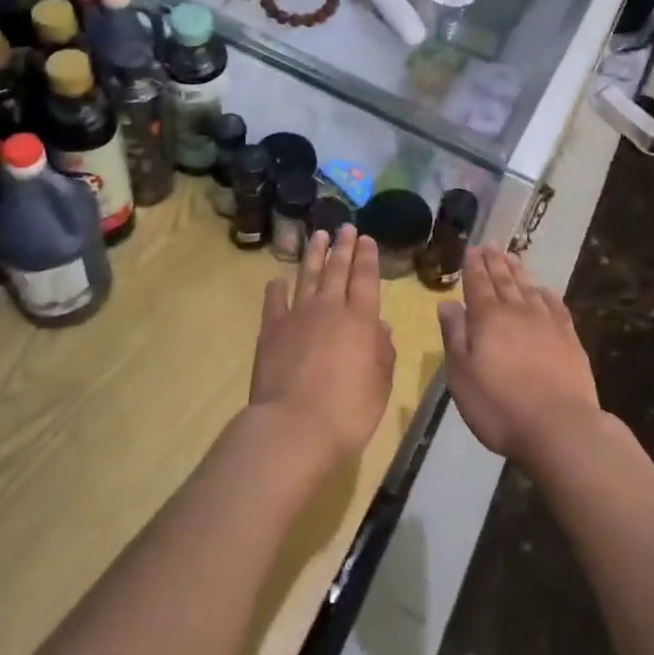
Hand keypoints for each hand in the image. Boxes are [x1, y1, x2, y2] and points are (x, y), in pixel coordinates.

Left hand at [250, 226, 396, 465]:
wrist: (294, 426)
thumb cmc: (348, 411)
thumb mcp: (380, 385)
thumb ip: (383, 352)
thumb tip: (382, 328)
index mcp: (360, 319)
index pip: (365, 278)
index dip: (367, 257)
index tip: (366, 238)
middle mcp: (329, 308)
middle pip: (337, 270)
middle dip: (343, 247)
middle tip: (345, 228)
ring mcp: (297, 316)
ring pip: (307, 276)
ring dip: (314, 255)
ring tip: (318, 236)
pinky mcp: (271, 330)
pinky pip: (274, 301)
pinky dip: (276, 288)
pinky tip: (278, 280)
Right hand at [438, 247, 600, 467]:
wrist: (560, 427)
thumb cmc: (499, 405)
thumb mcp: (461, 375)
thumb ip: (454, 335)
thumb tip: (447, 303)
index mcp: (487, 318)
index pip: (478, 284)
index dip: (473, 266)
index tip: (472, 249)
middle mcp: (517, 311)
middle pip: (504, 280)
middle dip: (494, 262)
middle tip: (490, 245)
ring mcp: (547, 323)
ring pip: (529, 287)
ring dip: (518, 271)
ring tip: (511, 257)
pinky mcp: (569, 338)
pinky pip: (555, 305)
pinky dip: (546, 293)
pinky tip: (544, 290)